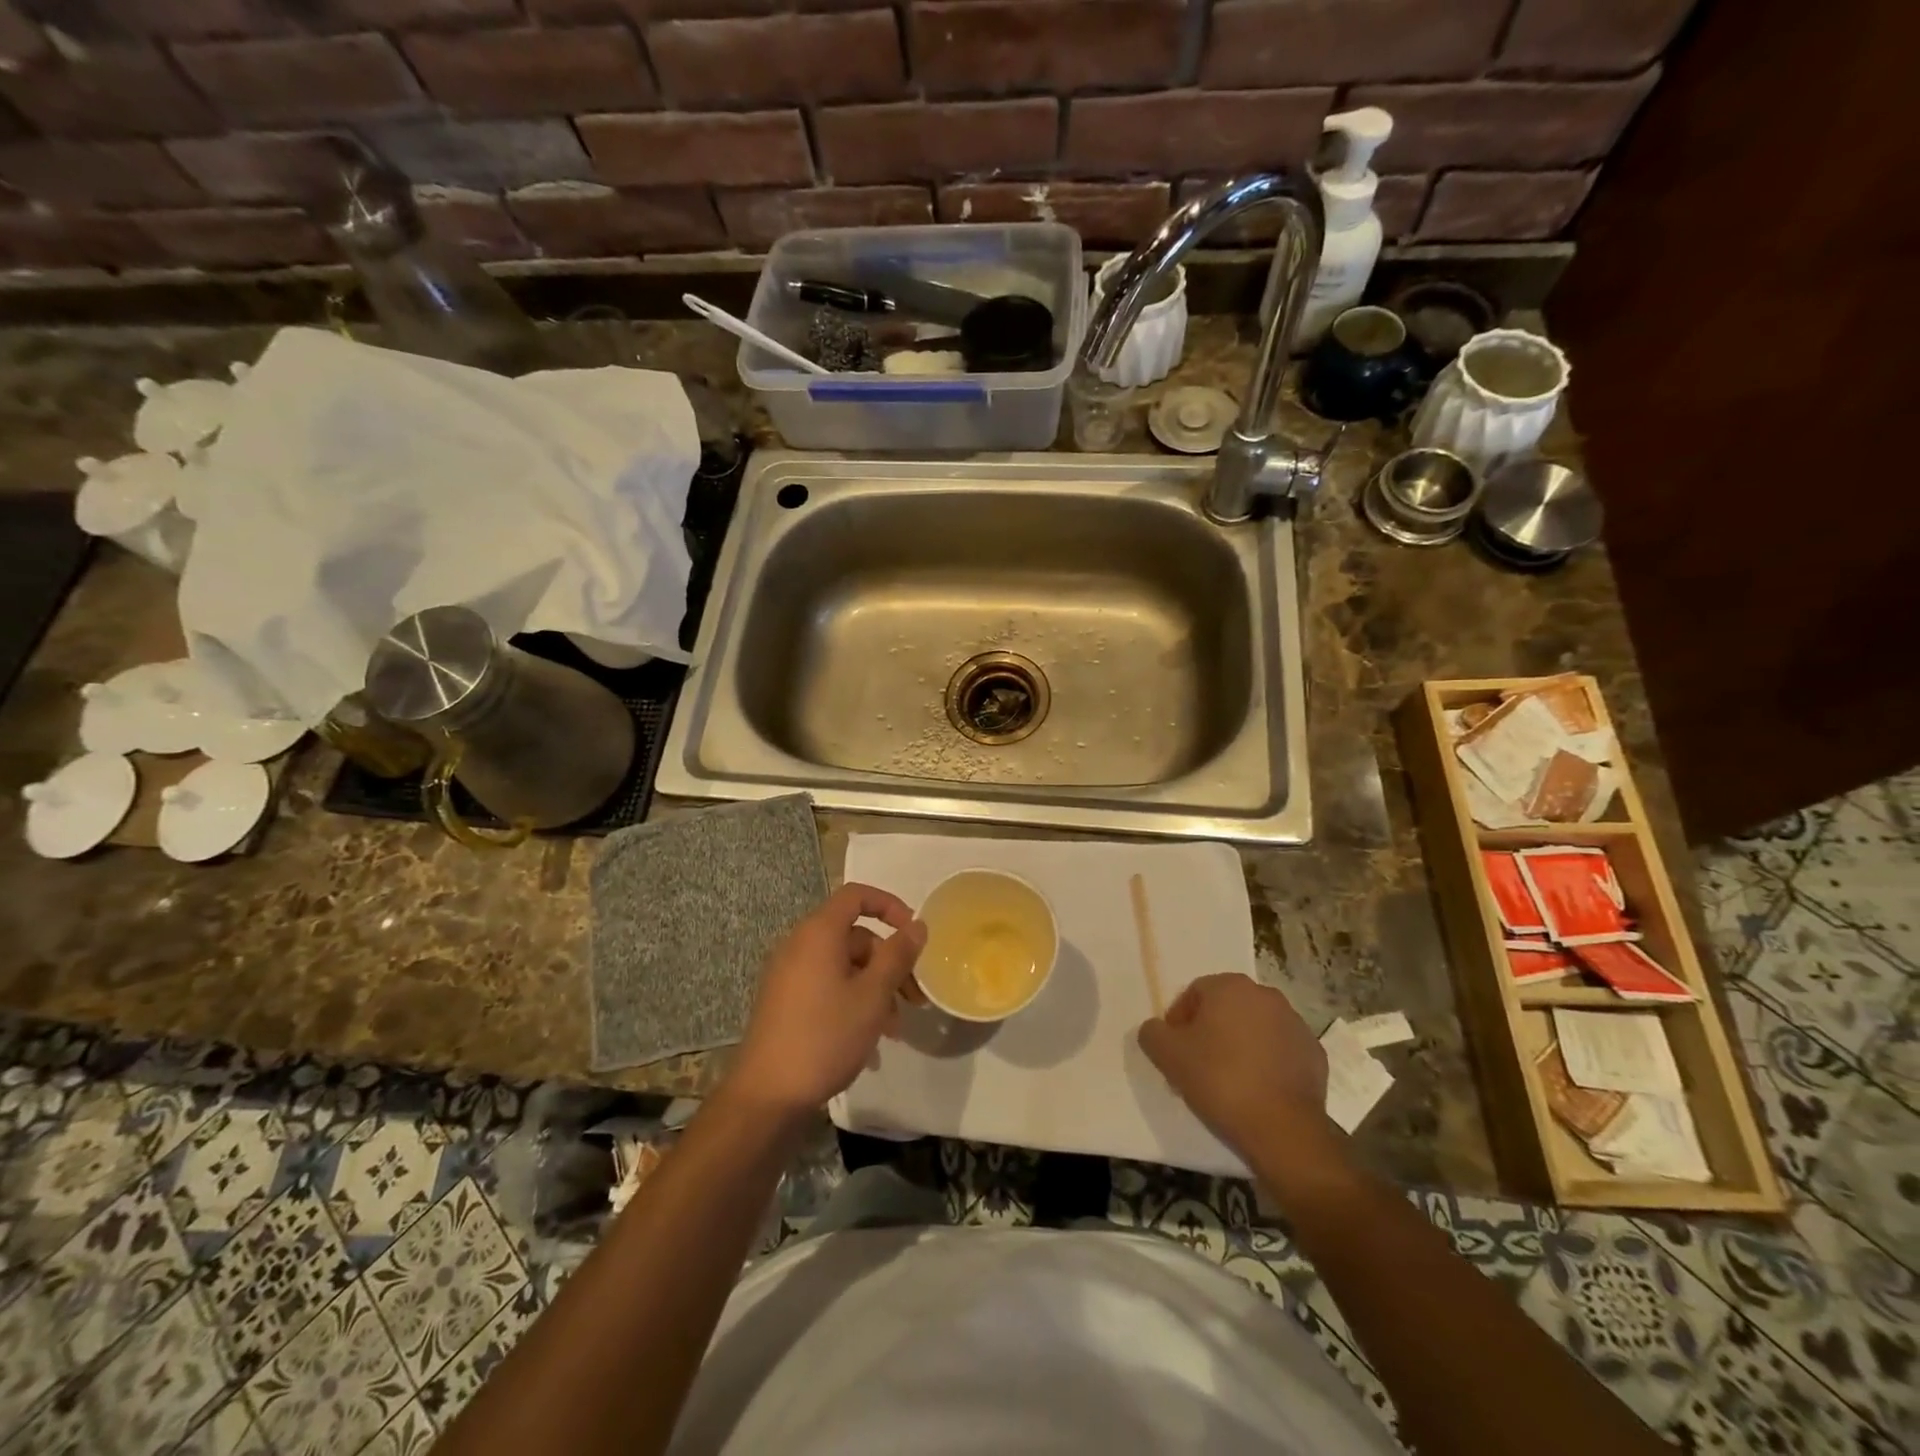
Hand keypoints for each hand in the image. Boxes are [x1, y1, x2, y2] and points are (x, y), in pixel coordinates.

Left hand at [725, 883, 926, 1117]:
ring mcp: (789, 974)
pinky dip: (852, 1002)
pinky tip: (869, 1042)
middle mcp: (800, 945)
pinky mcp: (785, 1001)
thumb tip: (917, 925)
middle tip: (915, 999)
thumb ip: (897, 956)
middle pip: (855, 937)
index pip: (856, 895)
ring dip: (875, 989)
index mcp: (819, 933)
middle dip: (890, 964)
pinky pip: (827, 986)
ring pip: (845, 966)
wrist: (767, 1096)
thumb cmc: (825, 1036)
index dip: (890, 906)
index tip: (914, 933)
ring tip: (894, 1030)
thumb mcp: (872, 996)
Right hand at [1138, 974, 1334, 1157]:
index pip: (1194, 993)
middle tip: (1198, 1065)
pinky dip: (1267, 1064)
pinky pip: (1280, 1052)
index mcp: (1231, 986)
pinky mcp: (1315, 1055)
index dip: (1179, 1022)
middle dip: (1210, 1031)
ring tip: (1228, 1082)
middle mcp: (1266, 995)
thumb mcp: (1167, 1056)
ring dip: (1240, 1046)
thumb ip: (1152, 1033)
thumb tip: (1156, 1029)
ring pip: (1255, 1029)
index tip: (1176, 1052)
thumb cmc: (1220, 1081)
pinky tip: (1256, 1091)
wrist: (1283, 1131)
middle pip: (1226, 1008)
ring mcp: (1296, 1024)